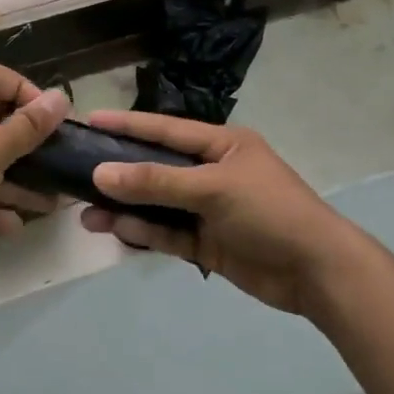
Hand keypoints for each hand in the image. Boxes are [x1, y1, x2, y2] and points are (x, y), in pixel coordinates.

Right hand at [78, 110, 348, 314]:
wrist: (317, 272)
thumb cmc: (270, 212)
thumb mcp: (213, 188)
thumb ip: (156, 181)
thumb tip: (101, 173)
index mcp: (222, 146)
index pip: (165, 130)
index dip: (128, 125)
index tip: (91, 120)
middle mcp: (211, 173)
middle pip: (156, 169)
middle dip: (119, 173)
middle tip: (77, 172)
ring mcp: (208, 211)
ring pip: (156, 205)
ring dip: (124, 209)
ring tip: (86, 213)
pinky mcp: (206, 244)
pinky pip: (167, 234)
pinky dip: (143, 232)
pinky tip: (115, 230)